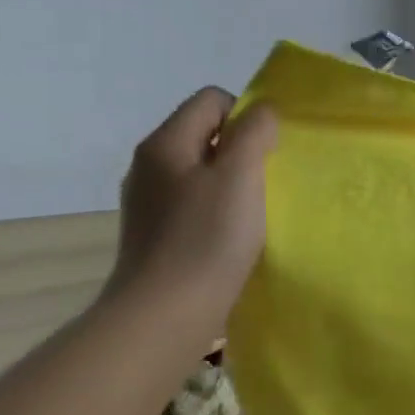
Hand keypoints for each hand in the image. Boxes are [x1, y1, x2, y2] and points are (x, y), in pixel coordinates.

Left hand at [103, 87, 277, 339]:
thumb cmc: (207, 237)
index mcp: (164, 143)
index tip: (266, 151)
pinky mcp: (154, 234)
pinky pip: (193, 203)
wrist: (165, 314)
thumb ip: (254, 132)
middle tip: (265, 181)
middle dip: (241, 150)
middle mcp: (148, 165)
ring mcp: (147, 202)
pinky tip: (231, 237)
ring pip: (200, 171)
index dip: (246, 115)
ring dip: (231, 182)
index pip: (211, 100)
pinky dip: (217, 210)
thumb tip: (261, 112)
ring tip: (252, 212)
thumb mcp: (240, 174)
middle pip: (205, 134)